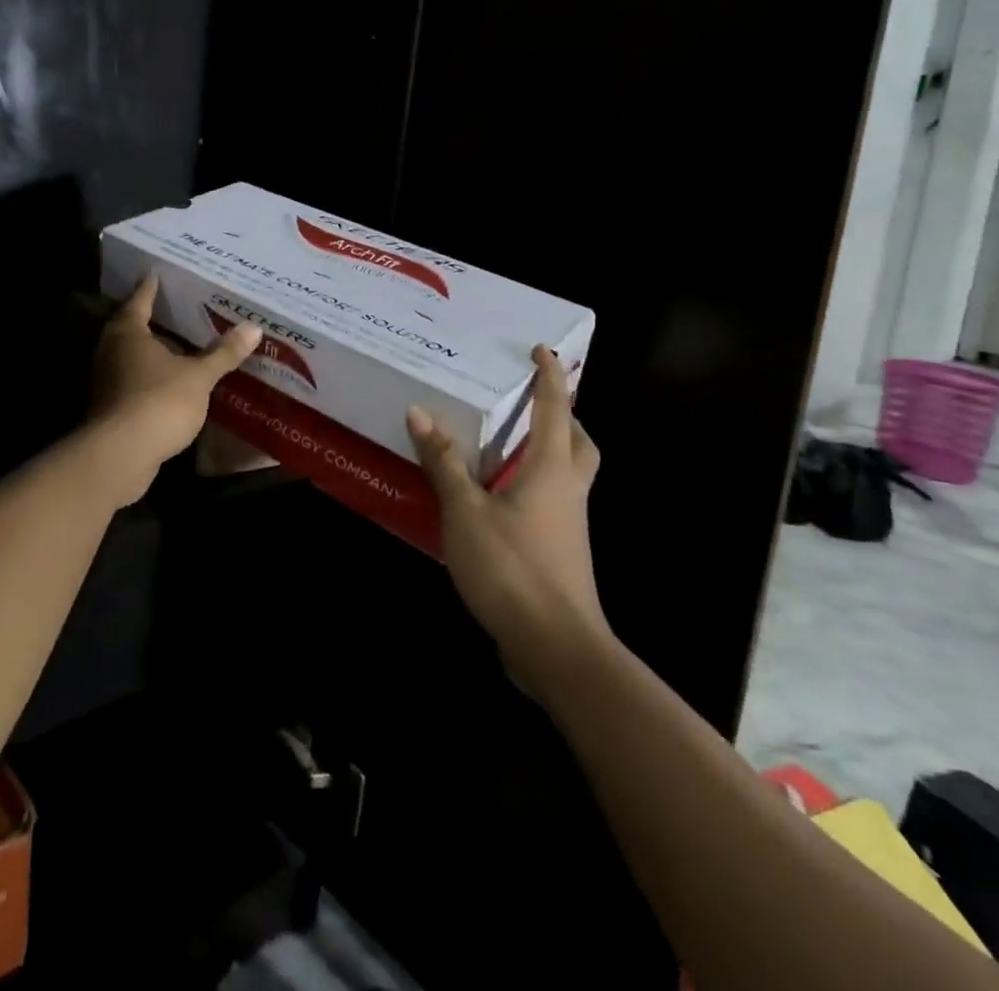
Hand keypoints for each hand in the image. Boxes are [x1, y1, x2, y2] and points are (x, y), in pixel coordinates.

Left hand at [89, 275, 261, 494]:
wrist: (121, 456)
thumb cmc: (159, 401)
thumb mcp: (199, 376)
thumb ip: (223, 353)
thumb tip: (254, 327)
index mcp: (128, 333)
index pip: (140, 300)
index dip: (151, 287)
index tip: (157, 273)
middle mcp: (109, 351)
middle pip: (131, 328)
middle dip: (153, 320)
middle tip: (178, 309)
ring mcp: (105, 382)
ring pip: (130, 358)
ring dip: (152, 352)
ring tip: (180, 346)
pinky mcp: (109, 409)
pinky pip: (132, 383)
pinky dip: (150, 379)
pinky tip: (171, 383)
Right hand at [407, 345, 605, 684]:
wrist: (555, 647)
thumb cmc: (512, 568)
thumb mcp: (465, 511)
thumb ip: (444, 462)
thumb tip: (420, 412)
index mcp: (550, 468)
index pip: (555, 409)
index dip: (550, 376)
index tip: (544, 350)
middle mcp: (568, 489)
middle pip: (578, 441)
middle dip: (563, 415)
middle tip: (532, 403)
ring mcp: (570, 524)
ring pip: (570, 473)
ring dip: (551, 450)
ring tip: (510, 444)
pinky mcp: (563, 552)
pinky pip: (556, 501)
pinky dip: (536, 484)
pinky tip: (501, 497)